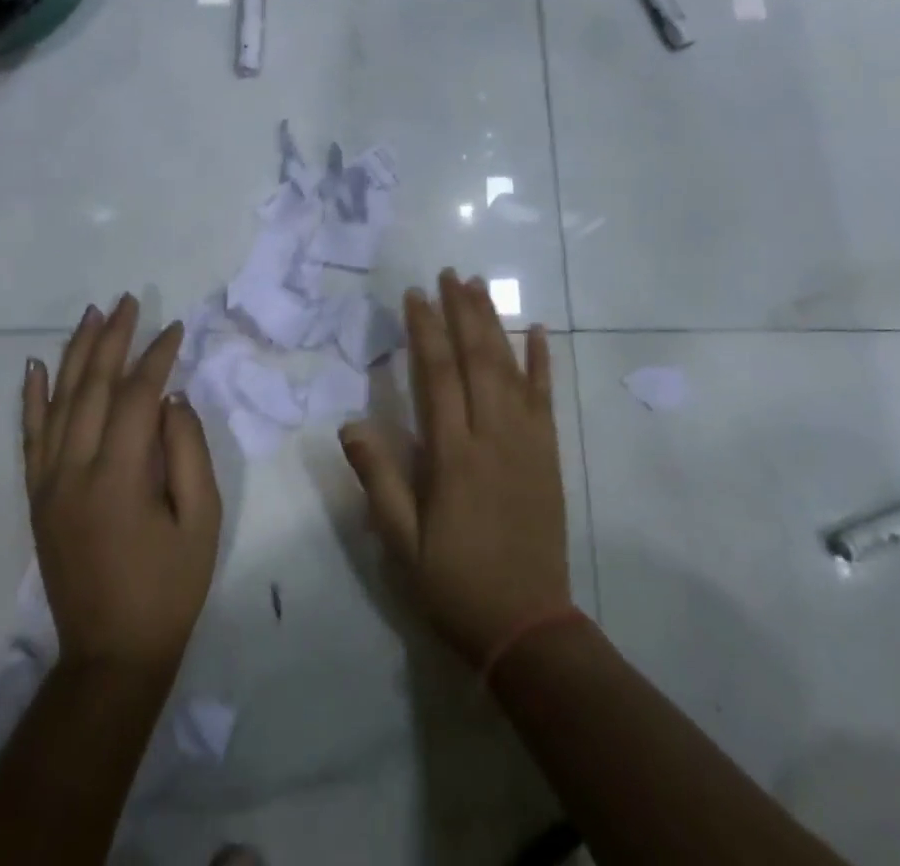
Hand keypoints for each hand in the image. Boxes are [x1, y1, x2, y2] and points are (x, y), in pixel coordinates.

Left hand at [23, 296, 222, 675]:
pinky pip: (30, 437)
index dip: (157, 357)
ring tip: (91, 315)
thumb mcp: (202, 519)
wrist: (111, 654)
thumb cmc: (169, 586)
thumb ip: (187, 451)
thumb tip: (171, 398)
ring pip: (58, 403)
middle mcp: (74, 471)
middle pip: (91, 387)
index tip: (176, 328)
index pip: (135, 396)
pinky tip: (36, 366)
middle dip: (112, 339)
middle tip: (127, 301)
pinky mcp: (37, 498)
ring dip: (75, 354)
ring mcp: (48, 484)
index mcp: (119, 477)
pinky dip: (32, 398)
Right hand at [340, 270, 572, 666]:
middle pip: (477, 358)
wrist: (529, 626)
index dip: (424, 330)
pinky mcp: (549, 454)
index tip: (415, 295)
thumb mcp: (402, 544)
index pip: (437, 375)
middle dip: (461, 311)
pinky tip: (538, 331)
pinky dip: (542, 361)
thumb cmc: (455, 583)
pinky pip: (546, 397)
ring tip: (479, 286)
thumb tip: (350, 423)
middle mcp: (494, 436)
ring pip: (511, 367)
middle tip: (448, 273)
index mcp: (454, 455)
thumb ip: (379, 480)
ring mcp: (527, 441)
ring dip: (494, 322)